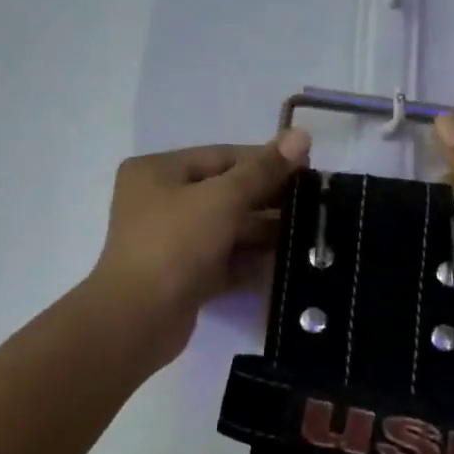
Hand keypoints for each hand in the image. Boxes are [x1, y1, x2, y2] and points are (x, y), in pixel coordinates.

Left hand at [88, 129, 312, 368]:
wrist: (137, 320)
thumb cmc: (175, 244)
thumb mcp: (222, 199)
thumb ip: (263, 169)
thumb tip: (302, 134)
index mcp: (159, 171)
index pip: (223, 157)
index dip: (266, 160)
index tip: (309, 168)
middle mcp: (162, 201)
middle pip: (227, 192)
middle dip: (269, 199)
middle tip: (315, 203)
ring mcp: (173, 241)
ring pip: (229, 228)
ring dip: (266, 232)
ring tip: (310, 233)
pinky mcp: (185, 276)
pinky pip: (226, 260)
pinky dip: (253, 260)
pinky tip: (289, 262)